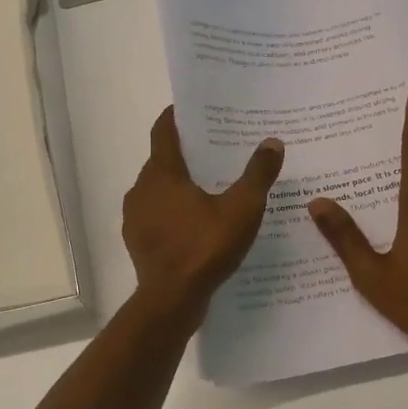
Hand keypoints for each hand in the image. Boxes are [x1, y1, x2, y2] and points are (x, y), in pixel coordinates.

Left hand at [123, 107, 283, 321]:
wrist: (171, 299)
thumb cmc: (205, 247)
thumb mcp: (242, 209)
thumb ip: (257, 174)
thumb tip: (272, 142)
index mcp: (162, 173)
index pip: (163, 131)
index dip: (176, 116)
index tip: (192, 109)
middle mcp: (141, 189)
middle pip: (161, 161)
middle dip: (185, 154)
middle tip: (215, 151)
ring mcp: (135, 218)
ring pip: (157, 190)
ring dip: (178, 186)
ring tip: (209, 188)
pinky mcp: (138, 242)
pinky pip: (156, 216)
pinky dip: (173, 213)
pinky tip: (196, 224)